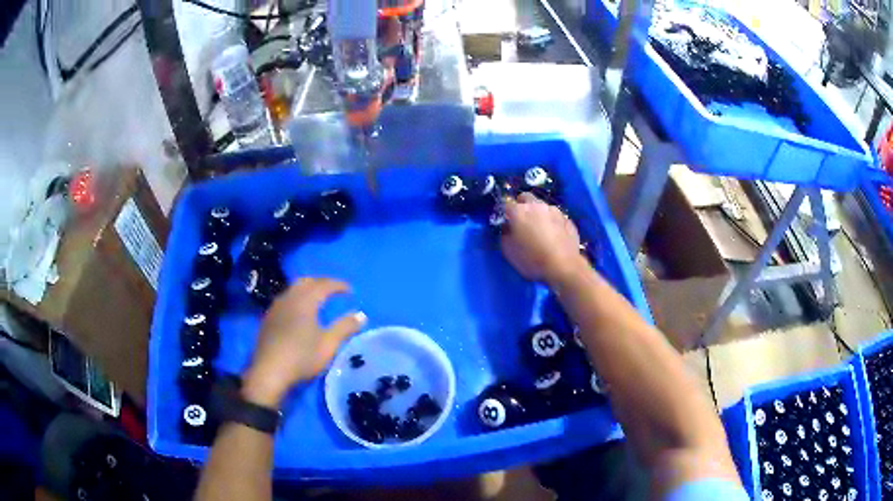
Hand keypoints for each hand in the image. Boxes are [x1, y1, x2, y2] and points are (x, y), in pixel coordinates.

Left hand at [241, 278, 366, 407]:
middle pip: (306, 281)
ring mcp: (276, 307)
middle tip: (333, 290)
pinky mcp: (268, 318)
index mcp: (305, 301)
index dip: (338, 285)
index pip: (324, 284)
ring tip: (317, 299)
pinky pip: (285, 299)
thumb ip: (345, 327)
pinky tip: (299, 312)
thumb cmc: (302, 357)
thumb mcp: (328, 344)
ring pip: (293, 289)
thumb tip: (361, 315)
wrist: (269, 371)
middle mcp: (289, 298)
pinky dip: (296, 298)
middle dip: (321, 282)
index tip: (350, 290)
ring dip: (307, 289)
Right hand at [501, 192, 586, 283]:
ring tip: (540, 230)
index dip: (505, 214)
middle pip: (526, 198)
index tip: (506, 223)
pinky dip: (553, 223)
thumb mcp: (508, 251)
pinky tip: (554, 236)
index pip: (506, 204)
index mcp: (519, 211)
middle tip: (522, 222)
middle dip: (522, 206)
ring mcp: (555, 211)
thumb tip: (507, 228)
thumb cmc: (532, 259)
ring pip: (543, 207)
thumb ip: (505, 235)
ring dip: (539, 214)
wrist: (563, 266)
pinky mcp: (568, 220)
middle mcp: (537, 206)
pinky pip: (556, 217)